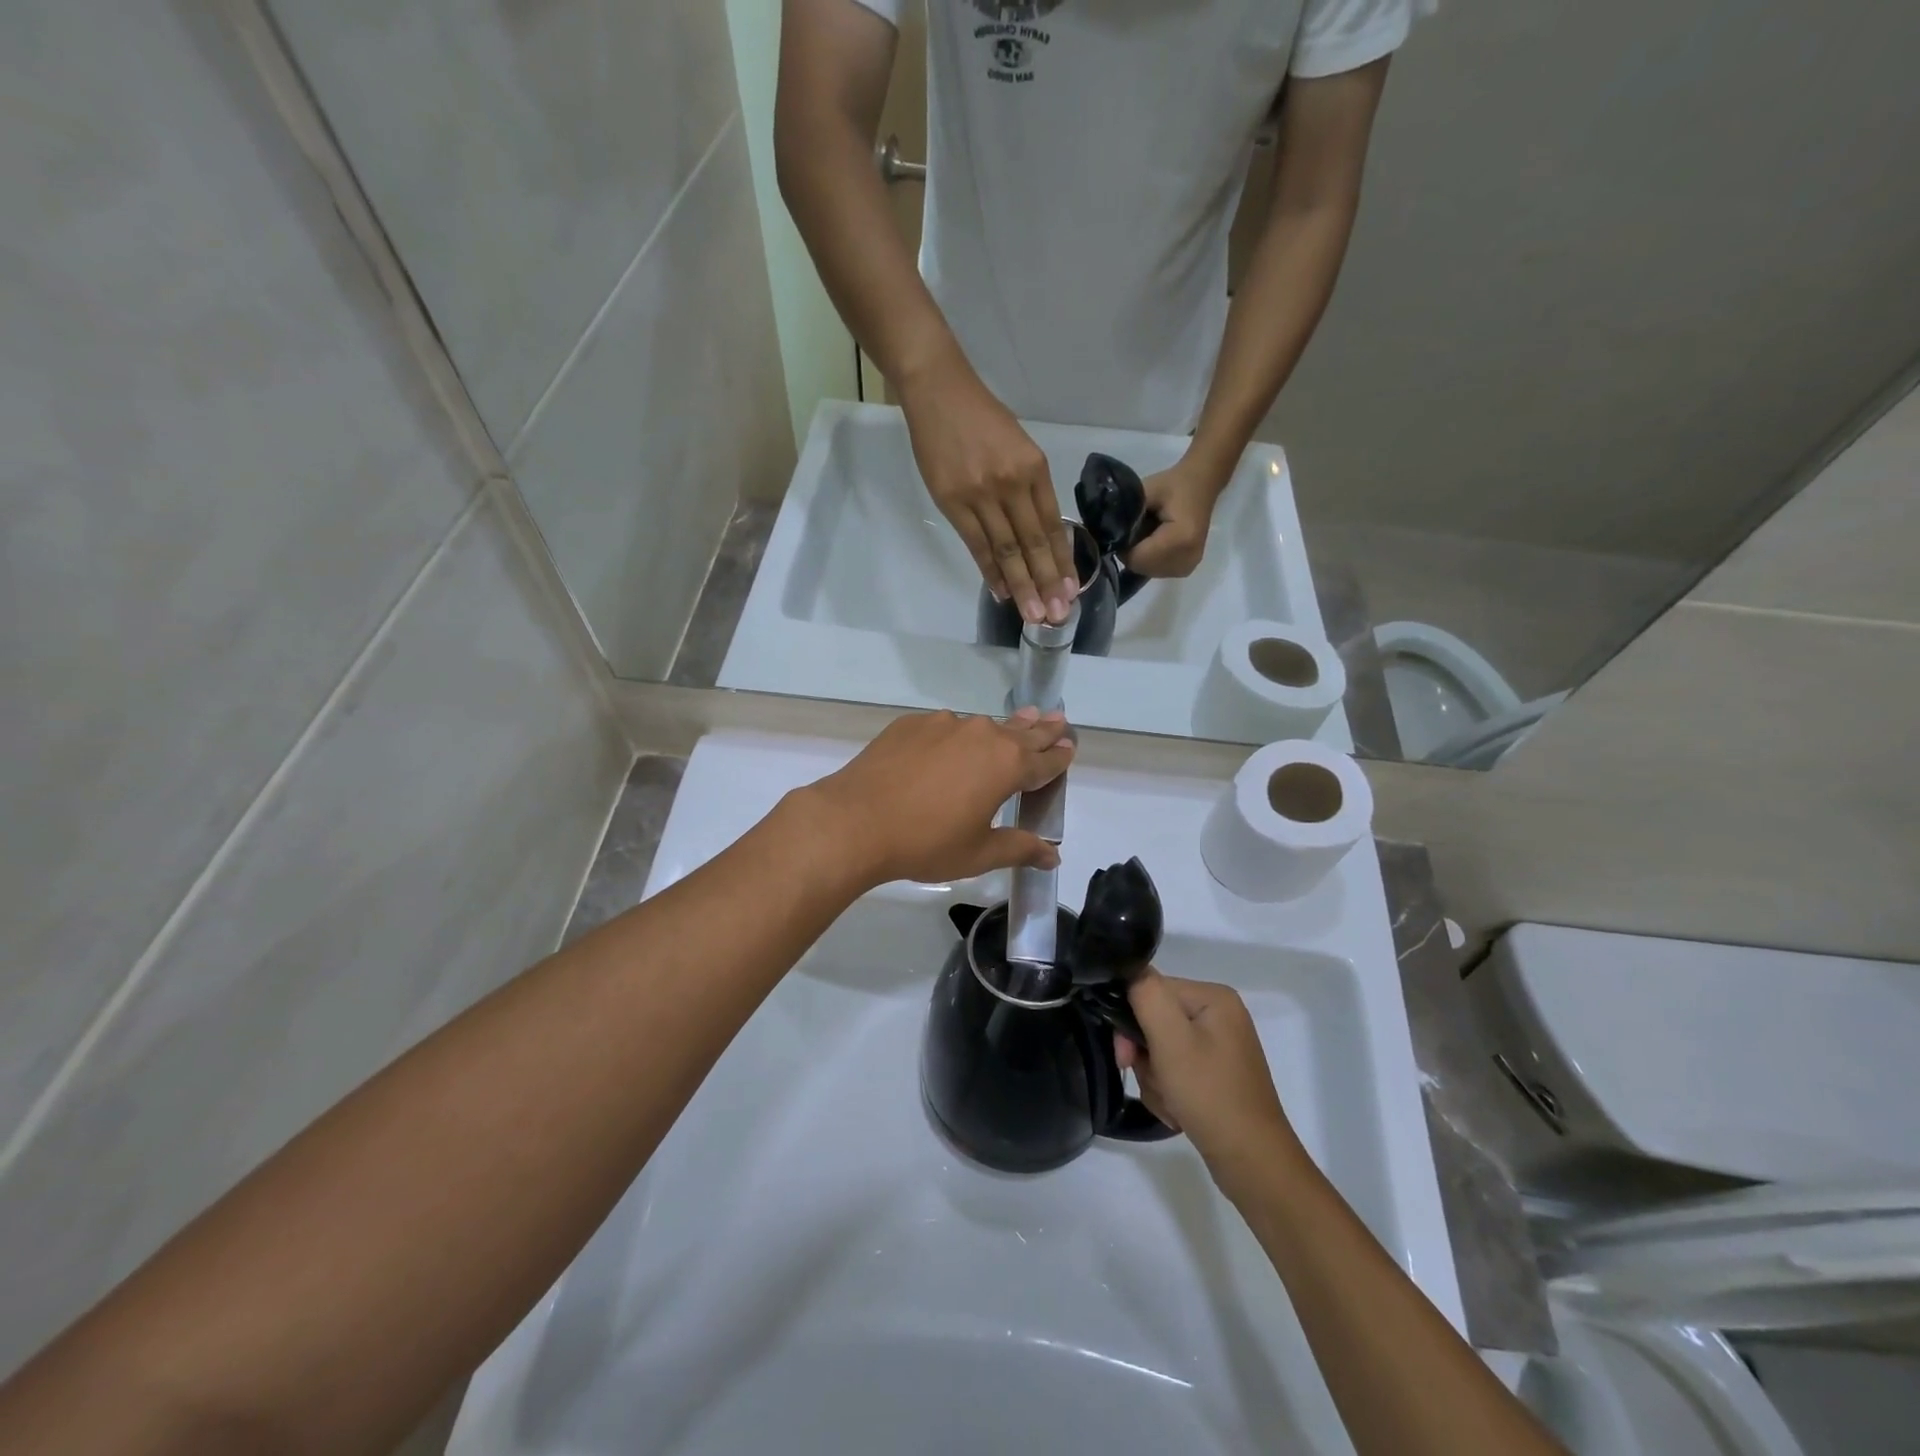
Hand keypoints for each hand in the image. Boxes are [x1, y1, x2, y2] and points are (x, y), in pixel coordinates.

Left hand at [795, 708, 1073, 888]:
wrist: (856, 821)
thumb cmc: (926, 843)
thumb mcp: (979, 853)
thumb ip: (1019, 848)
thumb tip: (1053, 856)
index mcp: (1007, 765)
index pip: (1045, 760)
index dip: (1060, 756)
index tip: (1071, 746)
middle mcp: (982, 735)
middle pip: (1021, 732)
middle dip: (1041, 729)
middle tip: (1058, 718)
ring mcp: (944, 724)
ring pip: (982, 726)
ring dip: (1001, 728)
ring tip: (1015, 723)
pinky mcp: (911, 724)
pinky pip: (944, 727)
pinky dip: (956, 735)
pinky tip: (950, 745)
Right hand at [897, 355, 1075, 624]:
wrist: (938, 391)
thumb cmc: (981, 417)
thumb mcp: (1019, 446)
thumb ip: (1029, 487)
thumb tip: (1037, 532)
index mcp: (1034, 468)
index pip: (1052, 525)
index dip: (1062, 561)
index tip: (1071, 590)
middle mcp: (1012, 484)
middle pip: (1033, 543)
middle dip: (1046, 582)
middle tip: (1057, 614)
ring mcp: (981, 495)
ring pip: (1006, 550)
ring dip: (1020, 586)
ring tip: (1032, 614)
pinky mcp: (953, 502)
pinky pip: (976, 545)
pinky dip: (989, 571)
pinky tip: (1000, 591)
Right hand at [1118, 972, 1302, 1200]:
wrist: (1252, 1164)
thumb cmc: (1210, 1095)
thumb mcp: (1171, 1040)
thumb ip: (1146, 995)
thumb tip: (1130, 971)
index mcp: (1213, 997)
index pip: (1151, 990)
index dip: (1130, 1020)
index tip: (1125, 1056)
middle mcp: (1218, 1015)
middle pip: (1154, 1020)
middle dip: (1145, 1056)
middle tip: (1154, 1083)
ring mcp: (1219, 1046)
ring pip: (1160, 1049)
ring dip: (1155, 1078)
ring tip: (1171, 1102)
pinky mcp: (1215, 1074)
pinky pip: (1175, 1070)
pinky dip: (1169, 1091)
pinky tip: (1178, 1111)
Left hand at [1124, 460, 1225, 577]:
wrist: (1202, 485)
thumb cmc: (1174, 484)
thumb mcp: (1147, 491)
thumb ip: (1127, 514)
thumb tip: (1107, 535)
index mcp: (1180, 539)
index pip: (1137, 558)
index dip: (1123, 546)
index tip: (1121, 530)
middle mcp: (1187, 558)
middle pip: (1142, 567)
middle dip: (1131, 552)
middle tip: (1134, 529)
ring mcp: (1188, 566)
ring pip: (1147, 571)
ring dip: (1140, 556)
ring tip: (1146, 533)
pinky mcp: (1186, 568)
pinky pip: (1157, 571)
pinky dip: (1150, 559)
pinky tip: (1154, 542)